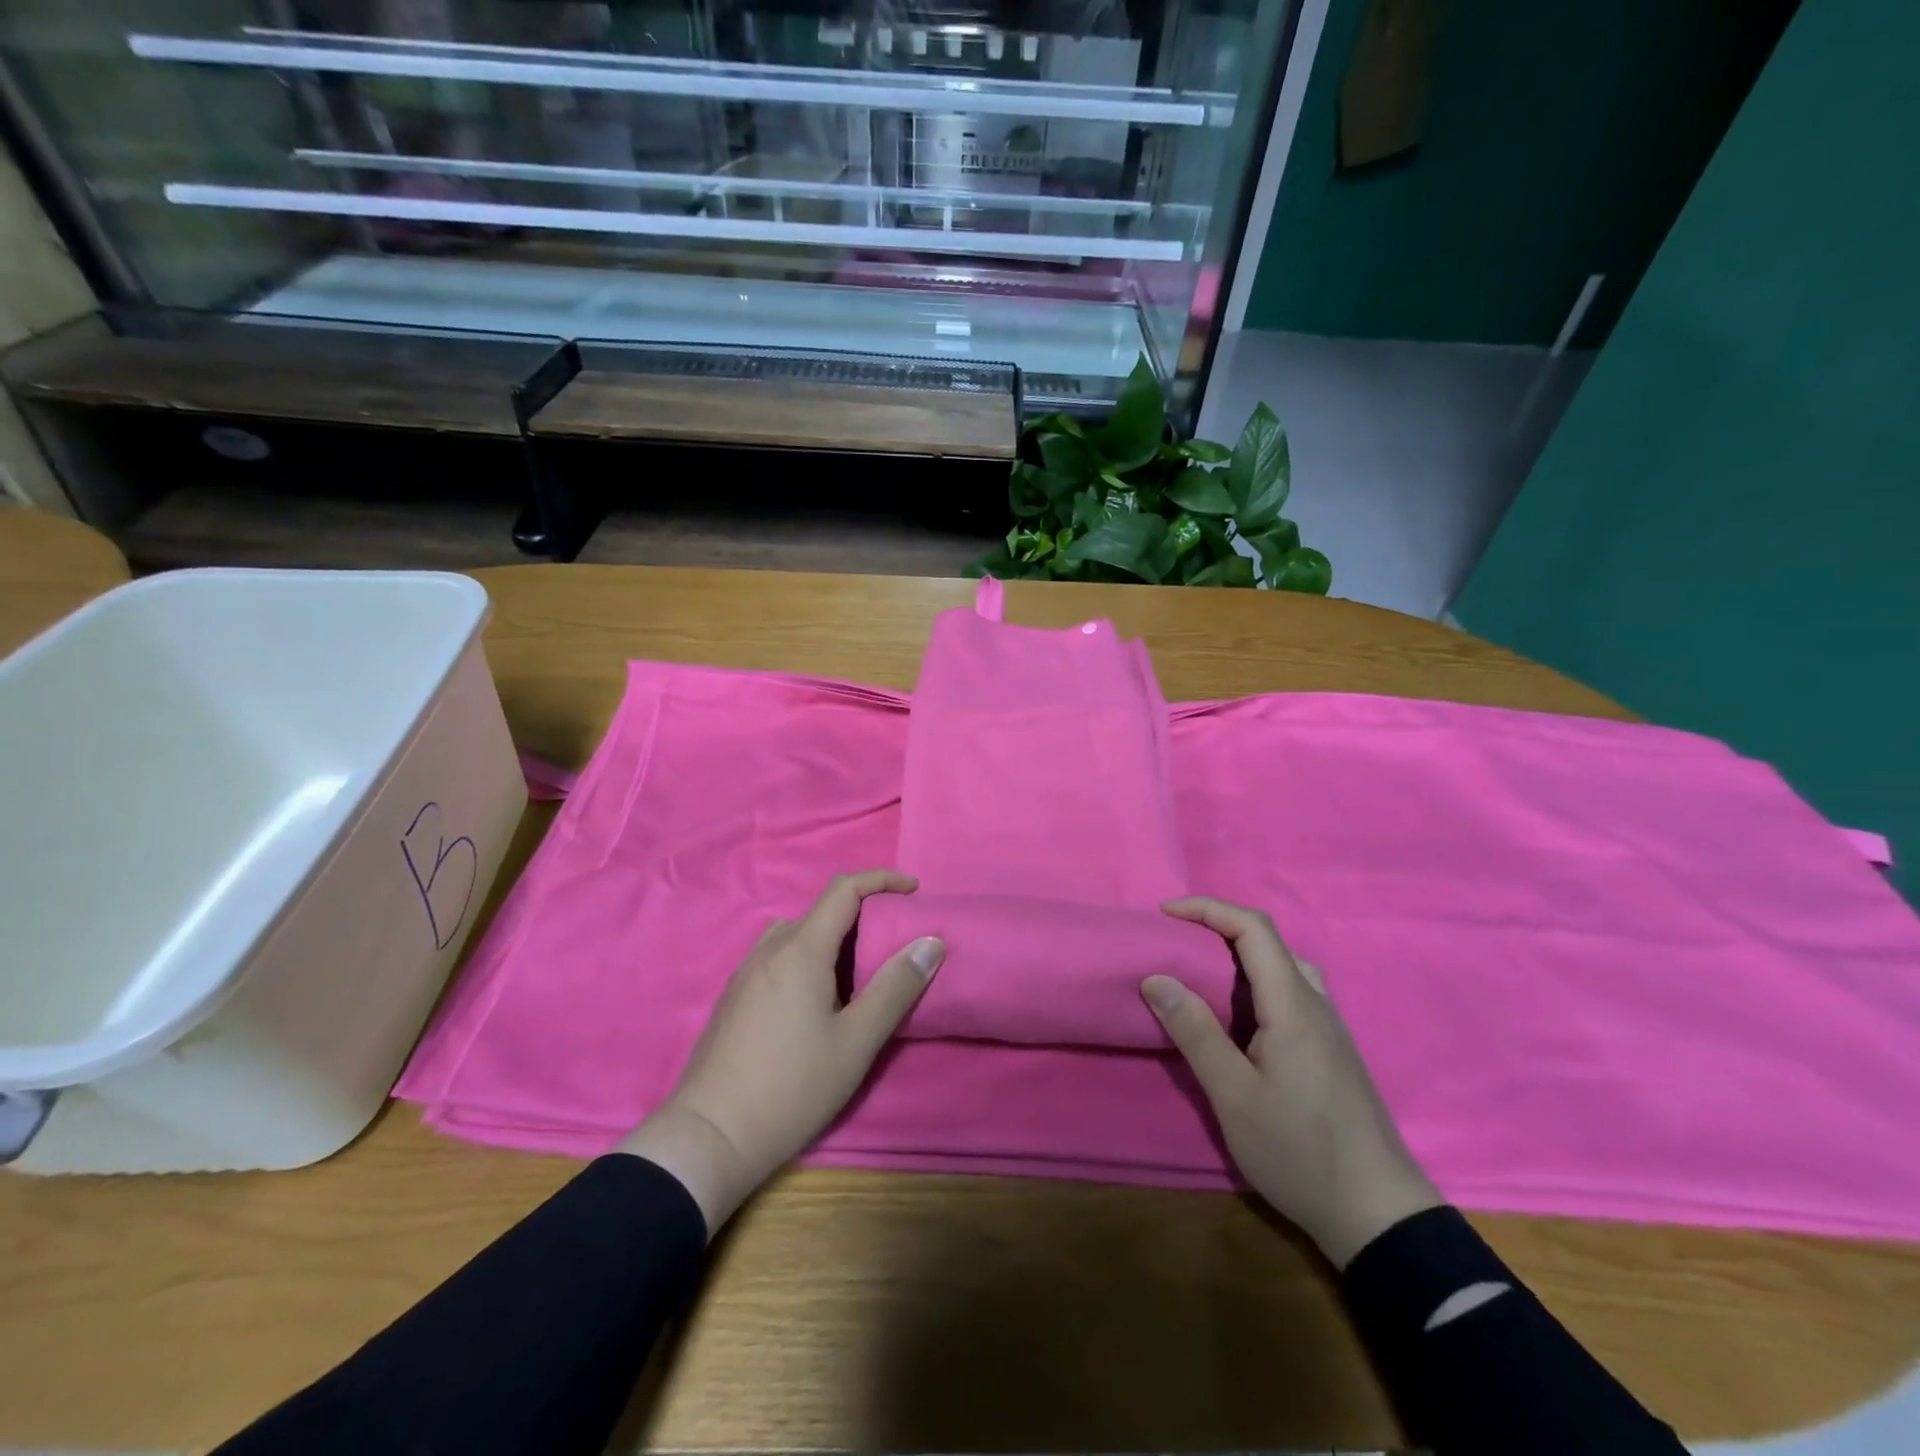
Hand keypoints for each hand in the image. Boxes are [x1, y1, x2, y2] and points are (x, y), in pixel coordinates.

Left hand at [618, 871, 943, 1235]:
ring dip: (834, 939)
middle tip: (894, 944)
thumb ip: (896, 988)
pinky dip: (809, 958)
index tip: (914, 890)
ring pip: (798, 935)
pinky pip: (778, 957)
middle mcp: (769, 949)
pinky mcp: (733, 997)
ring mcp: (745, 972)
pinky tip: (818, 1000)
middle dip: (863, 914)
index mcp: (800, 950)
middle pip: (821, 911)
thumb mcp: (856, 1042)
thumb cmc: (791, 1087)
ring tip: (860, 973)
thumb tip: (930, 942)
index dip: (882, 880)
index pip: (844, 890)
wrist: (708, 1137)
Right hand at [1144, 897, 1440, 1266]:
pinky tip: (1237, 1014)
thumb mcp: (1233, 1096)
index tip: (1165, 914)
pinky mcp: (1331, 1048)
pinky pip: (1290, 990)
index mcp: (1293, 1006)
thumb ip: (1195, 1032)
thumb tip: (1154, 978)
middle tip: (1173, 942)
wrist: (1378, 1214)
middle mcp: (1316, 1004)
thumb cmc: (1300, 1152)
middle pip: (1268, 940)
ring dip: (1238, 953)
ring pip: (1282, 965)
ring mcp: (1329, 1026)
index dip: (1208, 908)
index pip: (1253, 928)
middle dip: (1217, 927)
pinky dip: (1254, 980)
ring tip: (1199, 971)